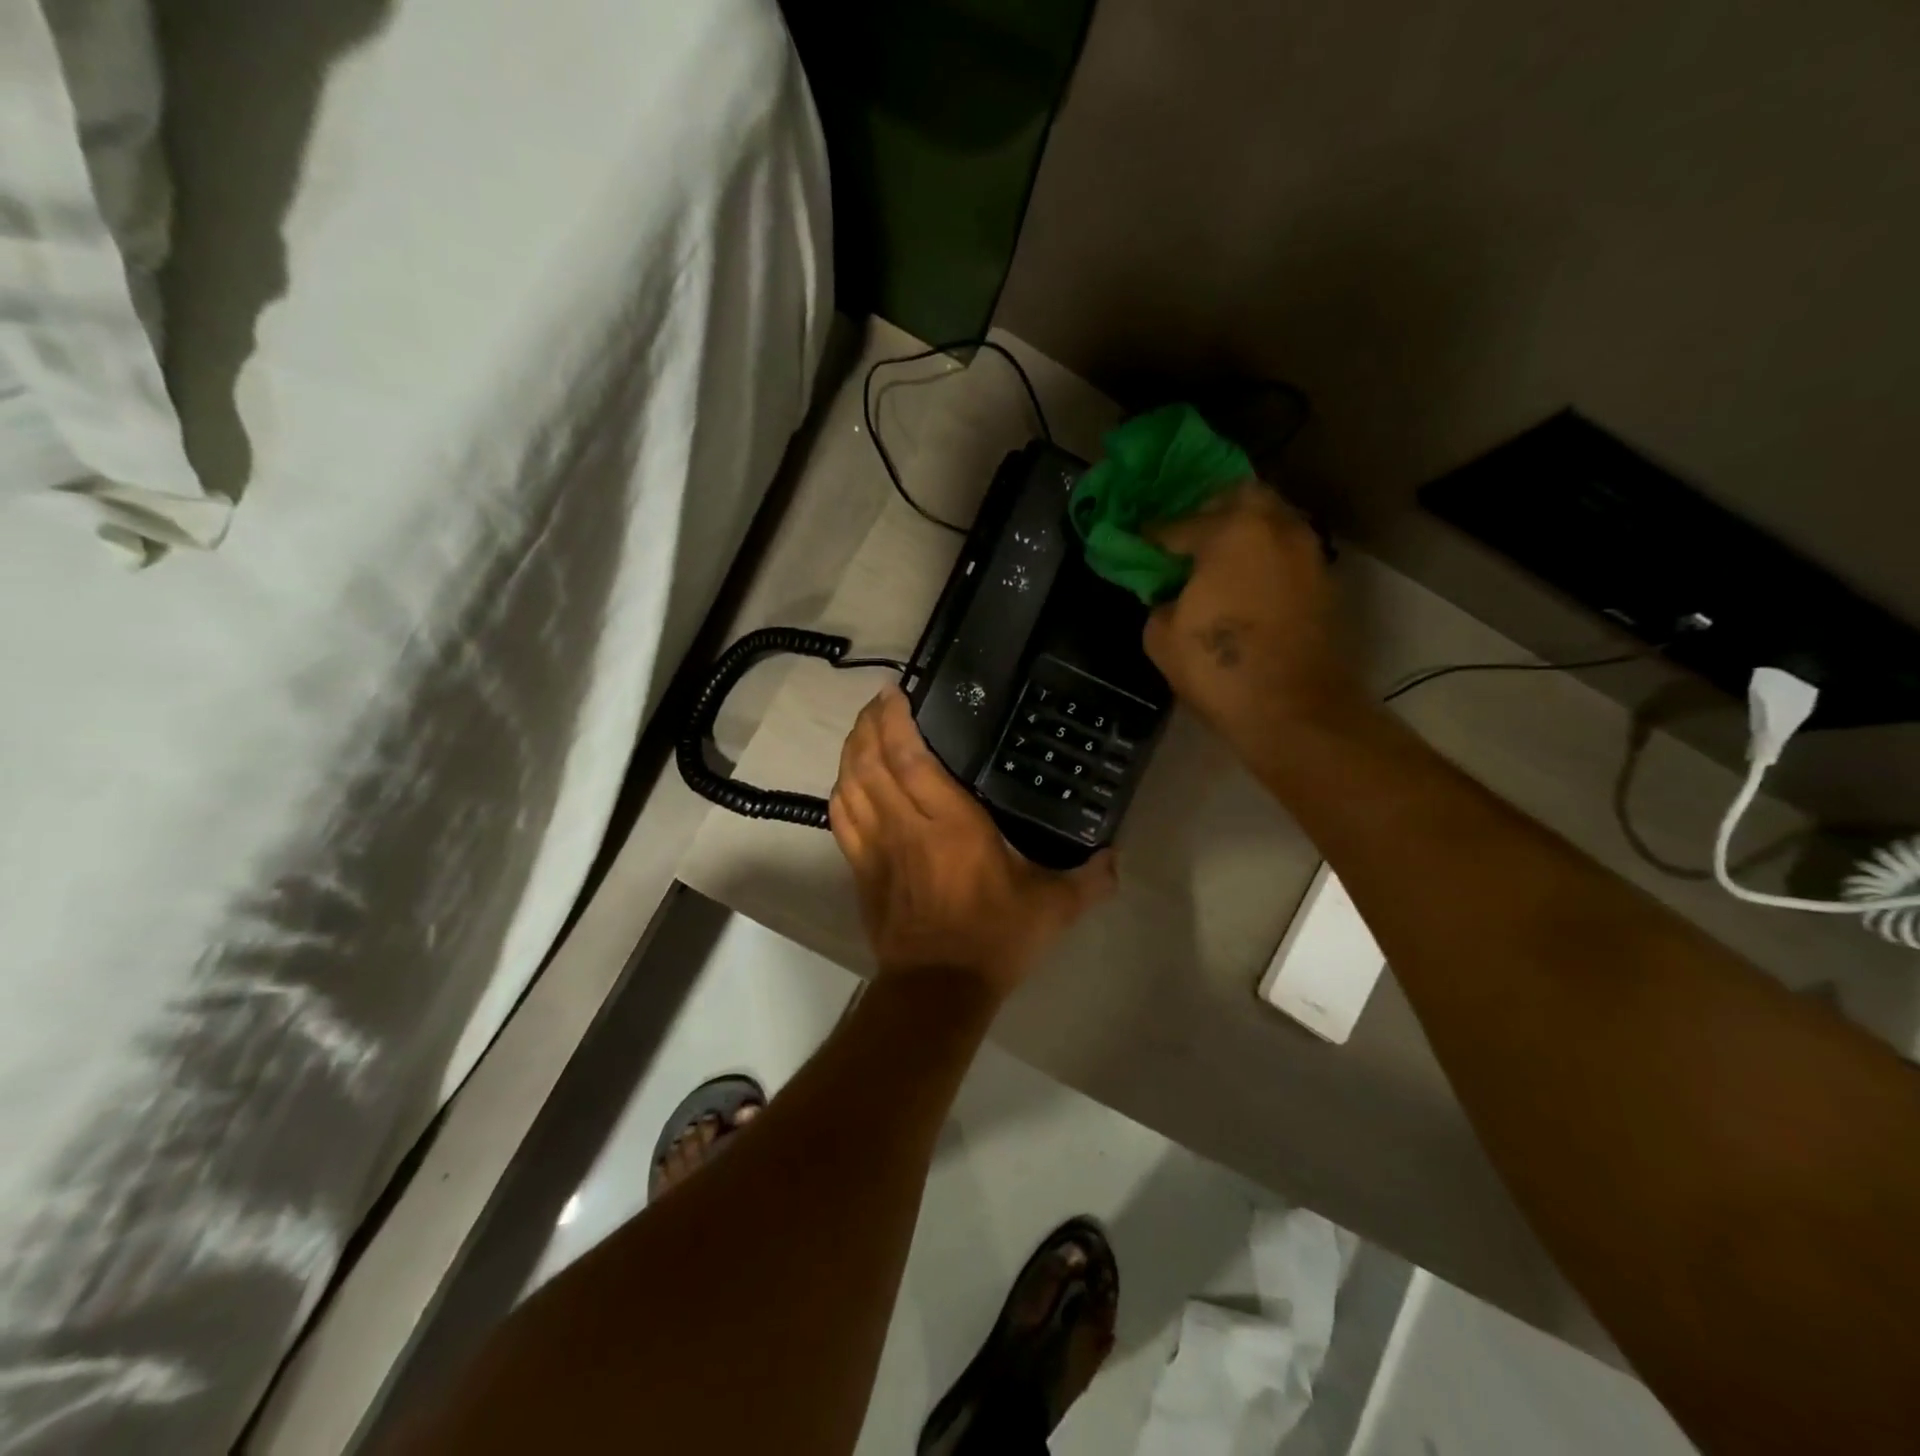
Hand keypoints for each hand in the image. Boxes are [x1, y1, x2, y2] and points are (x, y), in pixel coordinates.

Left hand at [830, 688, 1116, 999]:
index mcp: (951, 825)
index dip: (896, 721)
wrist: (937, 989)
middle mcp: (906, 826)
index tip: (895, 693)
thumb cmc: (995, 940)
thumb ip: (1088, 879)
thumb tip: (1116, 858)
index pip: (910, 759)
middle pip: (872, 762)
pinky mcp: (861, 869)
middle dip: (869, 725)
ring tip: (863, 730)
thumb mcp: (1052, 909)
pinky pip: (840, 819)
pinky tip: (848, 779)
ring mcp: (876, 847)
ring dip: (851, 751)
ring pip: (851, 785)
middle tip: (879, 702)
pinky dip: (840, 790)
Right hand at [1144, 485, 1365, 756]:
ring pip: (1271, 521)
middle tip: (1188, 539)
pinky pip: (1286, 552)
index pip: (1179, 524)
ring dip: (1244, 533)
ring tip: (1218, 562)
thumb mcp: (1162, 636)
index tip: (1139, 543)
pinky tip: (1244, 584)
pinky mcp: (1325, 581)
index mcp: (1232, 532)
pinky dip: (1264, 558)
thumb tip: (1172, 596)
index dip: (1153, 536)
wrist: (1294, 710)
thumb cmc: (1219, 668)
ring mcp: (1307, 552)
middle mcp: (1276, 528)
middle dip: (1211, 512)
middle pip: (1241, 497)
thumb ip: (1160, 601)